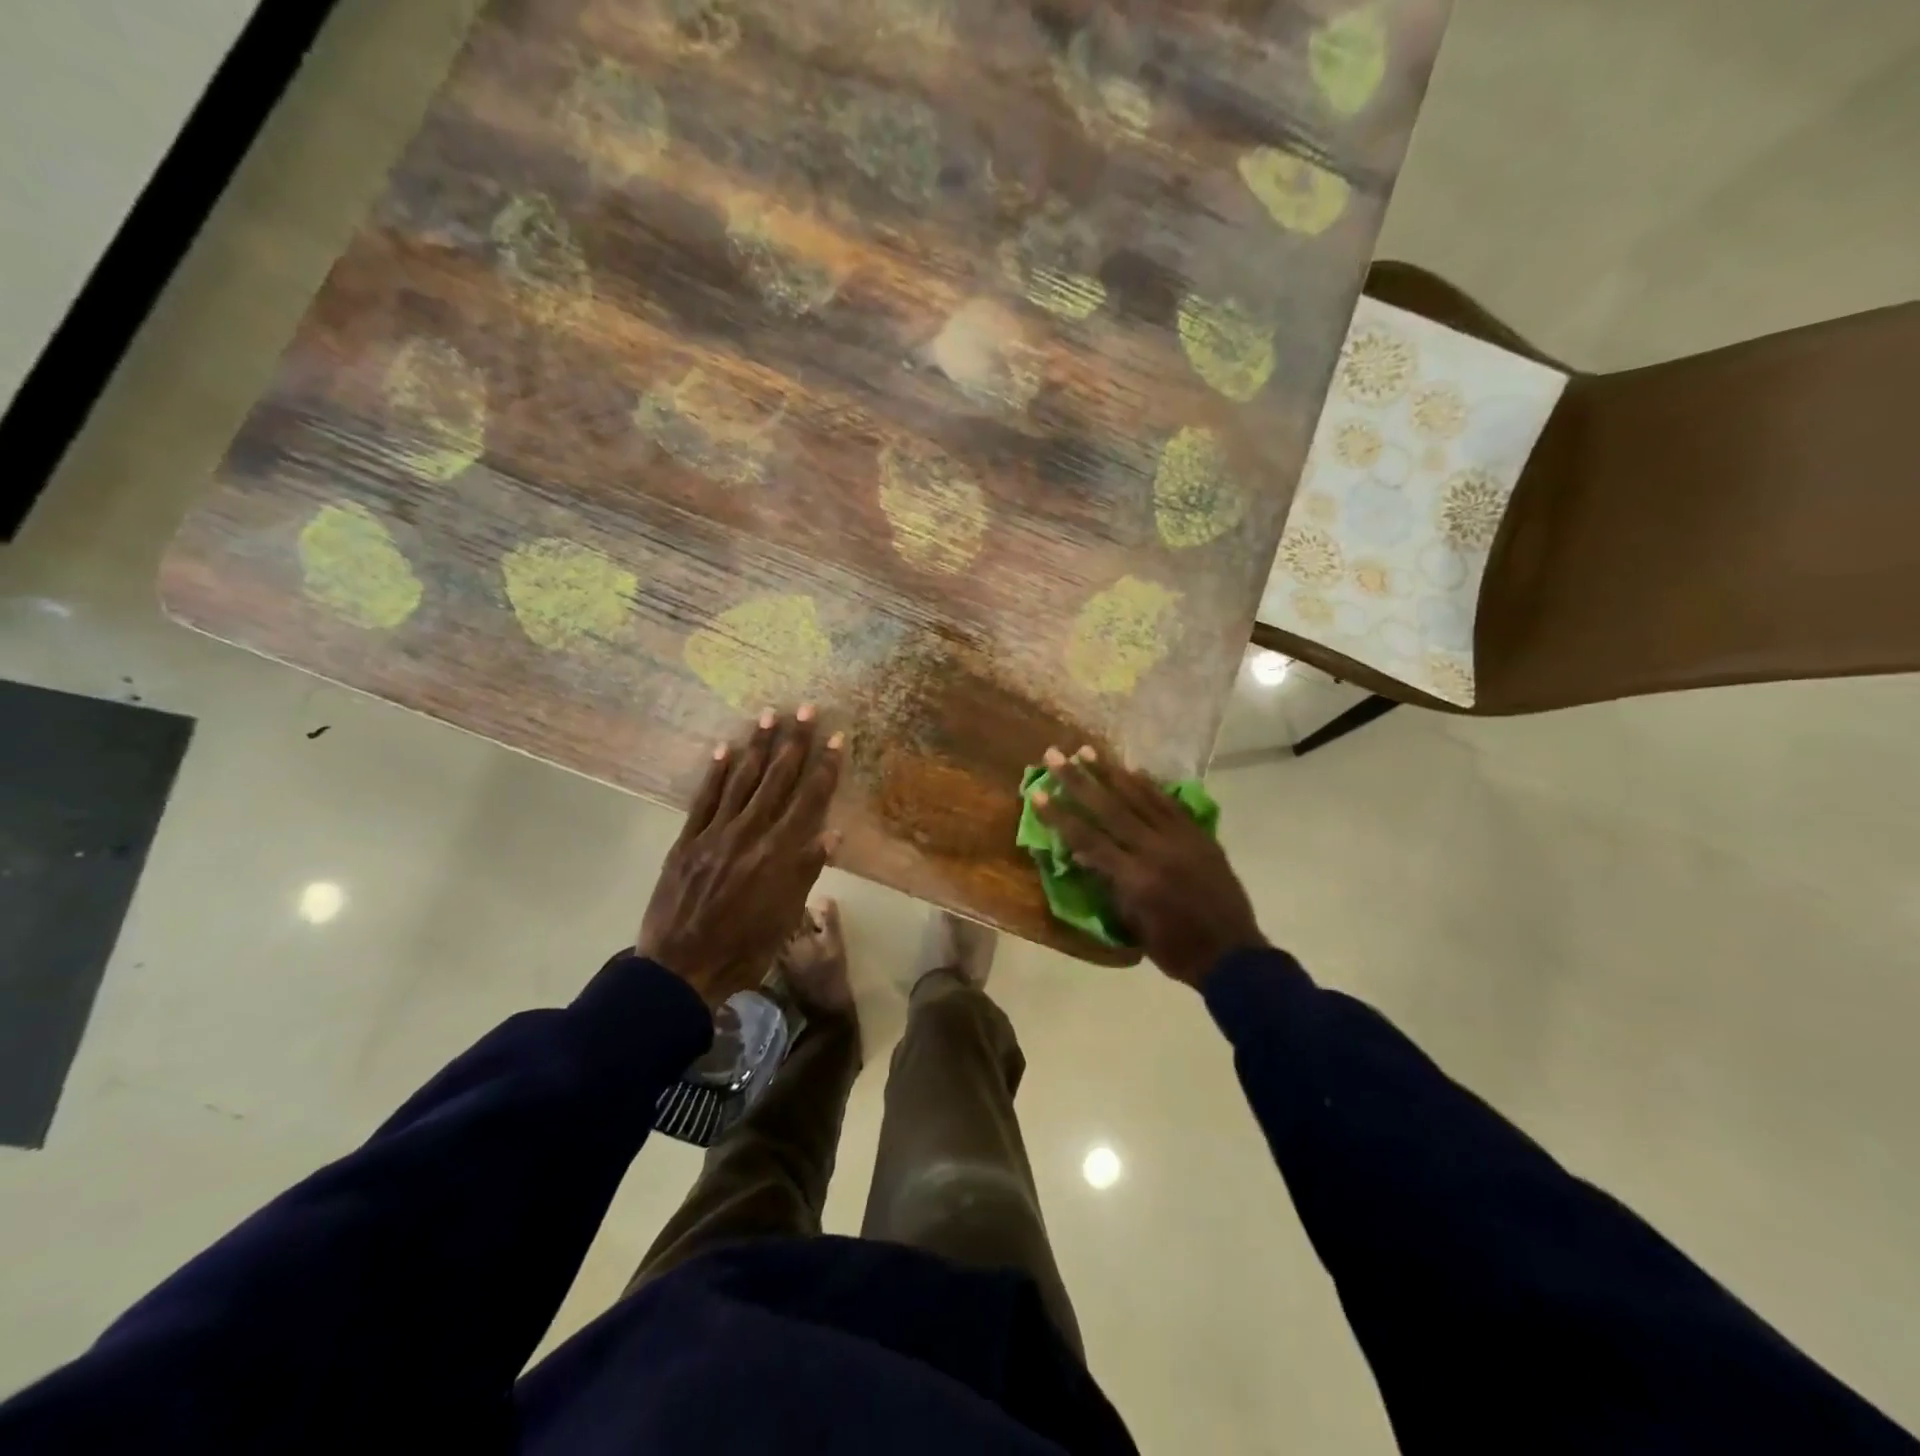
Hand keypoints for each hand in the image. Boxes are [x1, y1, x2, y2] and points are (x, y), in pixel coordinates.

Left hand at [638, 708, 843, 1006]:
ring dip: (758, 747)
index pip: (810, 801)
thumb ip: (806, 871)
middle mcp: (750, 834)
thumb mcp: (785, 917)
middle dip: (795, 743)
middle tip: (806, 709)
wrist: (680, 970)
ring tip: (769, 715)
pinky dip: (717, 773)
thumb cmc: (744, 950)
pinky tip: (727, 749)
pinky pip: (704, 799)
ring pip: (742, 781)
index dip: (826, 768)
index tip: (837, 738)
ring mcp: (716, 834)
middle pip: (778, 780)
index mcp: (780, 854)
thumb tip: (833, 834)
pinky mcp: (687, 840)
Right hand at [1033, 746, 1264, 988]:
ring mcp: (1181, 839)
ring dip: (1110, 773)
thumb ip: (1109, 885)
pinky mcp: (1199, 835)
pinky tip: (1132, 770)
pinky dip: (1148, 786)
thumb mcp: (1133, 924)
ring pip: (1140, 798)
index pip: (1088, 839)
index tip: (1038, 793)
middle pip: (1110, 809)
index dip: (1061, 816)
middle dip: (1078, 781)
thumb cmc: (1175, 950)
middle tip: (1055, 755)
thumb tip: (1084, 853)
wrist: (1233, 955)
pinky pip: (1169, 803)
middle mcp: (1156, 851)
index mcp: (1136, 879)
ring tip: (1087, 751)